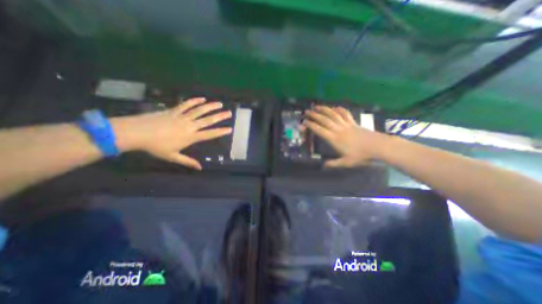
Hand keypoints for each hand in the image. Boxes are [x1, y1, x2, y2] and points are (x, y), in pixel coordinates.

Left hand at [112, 97, 231, 169]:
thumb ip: (188, 162)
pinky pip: (186, 104)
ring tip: (219, 104)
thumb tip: (200, 168)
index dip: (220, 132)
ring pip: (199, 110)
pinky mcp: (174, 110)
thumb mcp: (173, 157)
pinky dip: (194, 101)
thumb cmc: (155, 147)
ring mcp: (182, 117)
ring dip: (210, 107)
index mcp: (190, 137)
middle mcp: (189, 126)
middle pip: (207, 120)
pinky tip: (202, 98)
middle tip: (229, 113)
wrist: (136, 133)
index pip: (209, 134)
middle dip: (220, 116)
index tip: (229, 129)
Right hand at [303, 106, 386, 168]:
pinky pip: (345, 114)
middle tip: (307, 111)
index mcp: (334, 139)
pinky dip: (339, 109)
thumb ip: (333, 164)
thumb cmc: (361, 155)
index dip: (311, 125)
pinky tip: (335, 107)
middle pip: (324, 120)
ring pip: (333, 114)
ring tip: (317, 106)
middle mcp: (338, 129)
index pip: (319, 130)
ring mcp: (346, 124)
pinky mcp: (353, 123)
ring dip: (324, 109)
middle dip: (314, 115)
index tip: (304, 122)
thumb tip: (323, 165)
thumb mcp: (346, 162)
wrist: (378, 147)